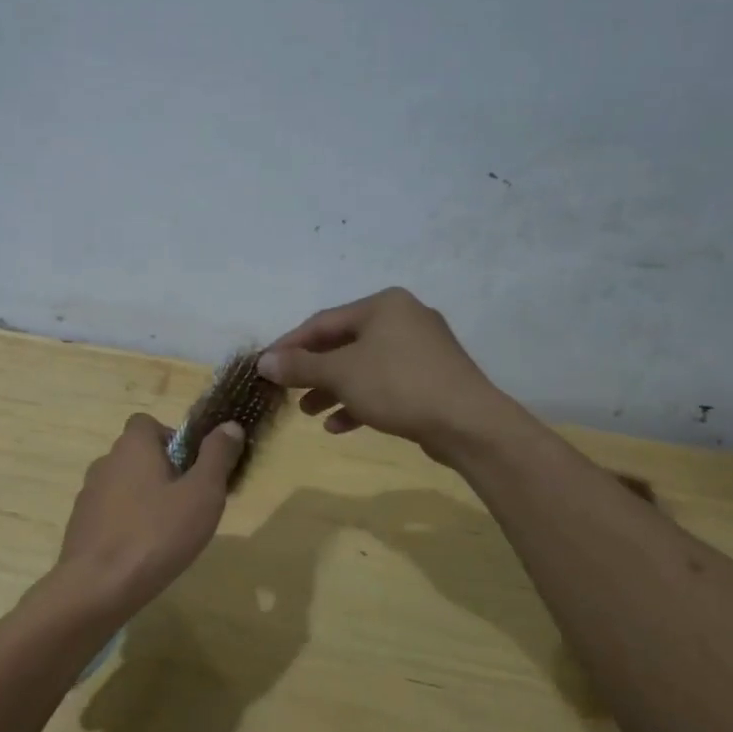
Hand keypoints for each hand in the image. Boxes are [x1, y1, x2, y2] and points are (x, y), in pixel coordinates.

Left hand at [52, 413, 244, 612]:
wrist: (97, 587)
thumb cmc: (156, 534)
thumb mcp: (202, 495)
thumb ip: (216, 457)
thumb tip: (230, 425)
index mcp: (133, 446)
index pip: (148, 423)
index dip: (172, 439)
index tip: (191, 468)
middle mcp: (106, 461)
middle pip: (137, 455)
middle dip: (163, 472)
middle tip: (188, 505)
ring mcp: (88, 494)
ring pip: (124, 485)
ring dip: (144, 499)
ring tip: (167, 532)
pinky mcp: (80, 524)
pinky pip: (110, 513)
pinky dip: (126, 523)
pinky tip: (142, 552)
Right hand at [258, 288, 515, 460]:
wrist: (469, 424)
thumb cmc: (398, 386)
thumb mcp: (340, 374)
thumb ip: (299, 367)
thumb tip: (263, 362)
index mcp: (383, 305)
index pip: (322, 322)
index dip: (289, 345)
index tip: (265, 366)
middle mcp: (403, 318)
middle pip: (343, 344)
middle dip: (313, 371)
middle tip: (287, 391)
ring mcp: (421, 349)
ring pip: (363, 366)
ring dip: (333, 389)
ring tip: (309, 412)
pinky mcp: (431, 378)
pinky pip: (385, 384)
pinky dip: (360, 401)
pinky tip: (339, 426)